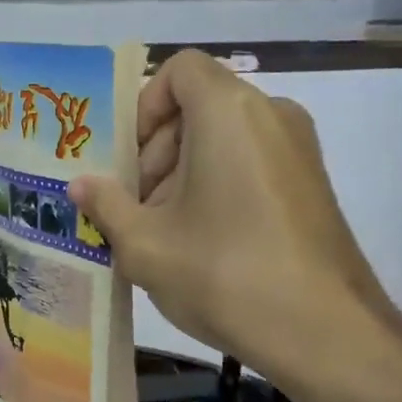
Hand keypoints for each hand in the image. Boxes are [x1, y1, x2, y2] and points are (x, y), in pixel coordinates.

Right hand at [69, 50, 395, 376]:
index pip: (180, 69)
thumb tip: (79, 185)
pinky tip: (202, 246)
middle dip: (157, 152)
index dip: (144, 106)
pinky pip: (249, 164)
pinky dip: (216, 188)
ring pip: (223, 139)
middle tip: (136, 208)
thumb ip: (105, 204)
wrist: (323, 331)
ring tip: (164, 235)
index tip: (128, 160)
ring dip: (182, 175)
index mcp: (229, 112)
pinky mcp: (311, 185)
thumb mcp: (144, 244)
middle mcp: (271, 115)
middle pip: (198, 107)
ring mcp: (298, 150)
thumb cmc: (223, 273)